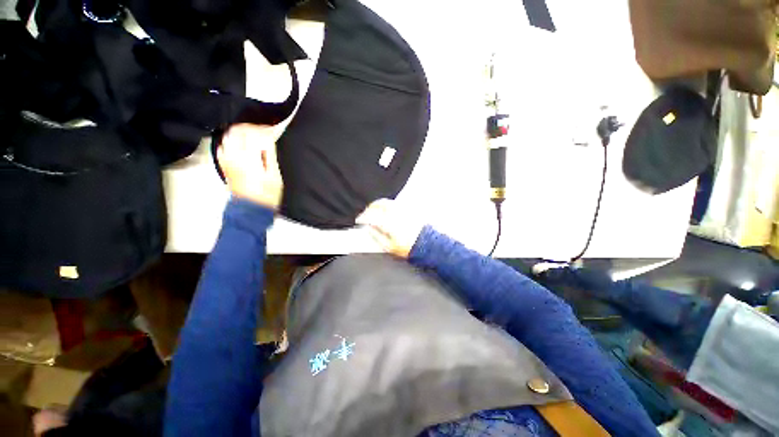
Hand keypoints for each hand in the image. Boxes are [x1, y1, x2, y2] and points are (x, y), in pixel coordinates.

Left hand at [218, 124, 283, 209]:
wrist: (250, 210)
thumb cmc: (266, 194)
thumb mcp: (274, 173)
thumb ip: (269, 152)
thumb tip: (267, 136)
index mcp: (249, 158)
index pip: (252, 132)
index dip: (261, 128)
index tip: (268, 130)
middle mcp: (235, 157)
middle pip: (236, 131)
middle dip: (247, 127)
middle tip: (257, 130)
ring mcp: (227, 161)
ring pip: (227, 137)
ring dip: (237, 133)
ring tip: (247, 136)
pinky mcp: (223, 166)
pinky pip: (221, 149)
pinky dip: (227, 143)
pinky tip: (235, 146)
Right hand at [356, 199, 424, 258]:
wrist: (427, 245)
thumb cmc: (408, 248)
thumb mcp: (389, 247)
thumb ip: (377, 236)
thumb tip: (369, 229)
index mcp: (389, 222)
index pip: (371, 215)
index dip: (362, 217)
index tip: (358, 220)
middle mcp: (395, 213)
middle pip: (378, 204)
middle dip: (369, 208)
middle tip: (364, 214)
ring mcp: (403, 210)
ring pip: (386, 202)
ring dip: (377, 205)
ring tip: (373, 211)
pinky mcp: (409, 210)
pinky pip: (394, 204)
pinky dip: (386, 205)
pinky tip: (385, 212)